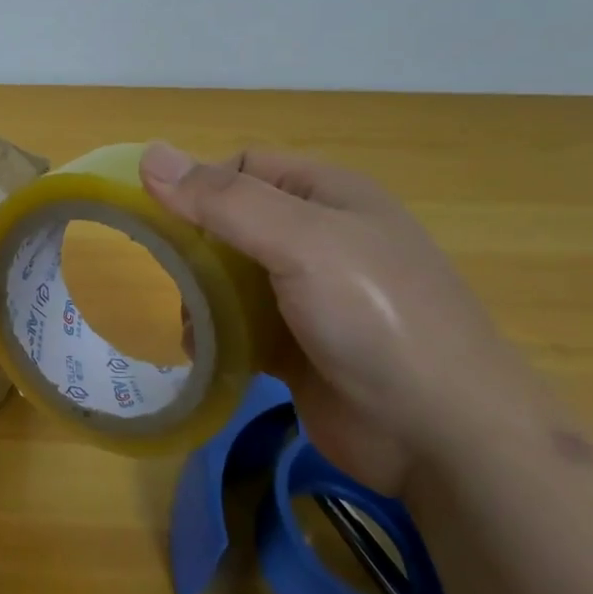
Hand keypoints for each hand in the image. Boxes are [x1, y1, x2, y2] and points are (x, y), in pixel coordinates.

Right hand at [141, 143, 539, 492]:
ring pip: (229, 277)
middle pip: (231, 223)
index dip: (199, 185)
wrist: (444, 438)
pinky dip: (216, 334)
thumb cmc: (375, 318)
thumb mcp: (301, 242)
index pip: (243, 168)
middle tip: (175, 279)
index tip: (163, 221)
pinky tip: (206, 353)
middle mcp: (318, 238)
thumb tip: (148, 155)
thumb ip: (223, 201)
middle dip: (195, 248)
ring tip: (192, 325)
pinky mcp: (298, 347)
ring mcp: (309, 296)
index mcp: (328, 195)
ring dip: (201, 296)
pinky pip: (240, 325)